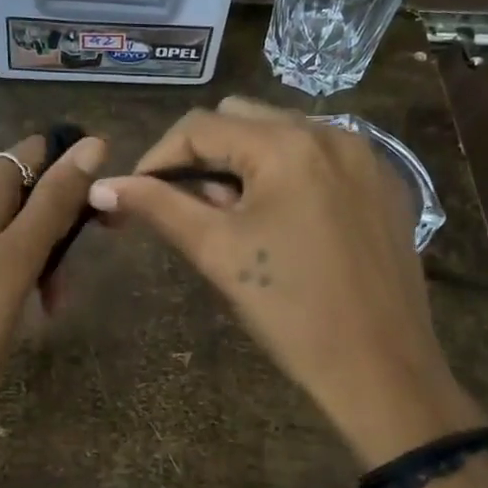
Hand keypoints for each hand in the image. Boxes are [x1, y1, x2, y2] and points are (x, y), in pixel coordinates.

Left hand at [0, 133, 106, 443]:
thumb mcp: (17, 262)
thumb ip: (54, 202)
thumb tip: (92, 143)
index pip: (33, 151)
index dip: (73, 173)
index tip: (103, 214)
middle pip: (22, 188)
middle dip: (58, 223)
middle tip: (74, 278)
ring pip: (7, 222)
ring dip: (40, 252)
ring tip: (54, 303)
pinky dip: (14, 267)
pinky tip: (25, 304)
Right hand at [89, 99, 479, 463]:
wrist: (382, 369)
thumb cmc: (291, 312)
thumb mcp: (218, 252)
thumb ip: (159, 207)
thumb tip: (102, 186)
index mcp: (287, 144)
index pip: (200, 126)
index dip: (158, 157)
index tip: (138, 196)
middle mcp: (331, 132)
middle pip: (243, 118)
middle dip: (206, 156)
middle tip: (194, 211)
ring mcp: (366, 156)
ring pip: (283, 134)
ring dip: (247, 164)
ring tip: (238, 220)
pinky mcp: (385, 184)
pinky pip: (322, 157)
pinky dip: (290, 175)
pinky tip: (287, 225)